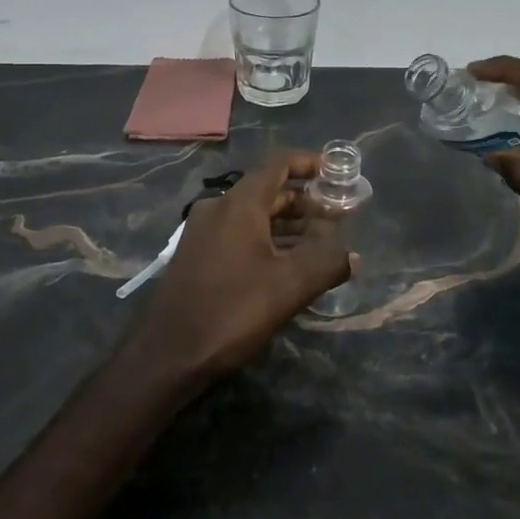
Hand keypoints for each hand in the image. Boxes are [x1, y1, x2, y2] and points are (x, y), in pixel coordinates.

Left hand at [126, 151, 355, 380]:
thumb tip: (353, 256)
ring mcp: (203, 233)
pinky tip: (286, 265)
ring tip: (319, 241)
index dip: (307, 163)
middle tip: (335, 215)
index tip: (333, 174)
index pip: (277, 164)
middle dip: (303, 200)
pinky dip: (266, 240)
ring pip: (252, 216)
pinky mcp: (196, 258)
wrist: (166, 355)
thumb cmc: (230, 310)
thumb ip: (326, 264)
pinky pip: (238, 235)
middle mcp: (218, 209)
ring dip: (286, 224)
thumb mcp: (288, 287)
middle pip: (266, 190)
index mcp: (239, 204)